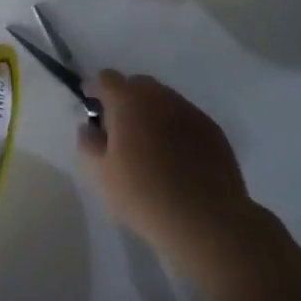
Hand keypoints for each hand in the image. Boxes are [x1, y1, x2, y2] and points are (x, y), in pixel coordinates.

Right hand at [78, 71, 258, 282]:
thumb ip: (87, 144)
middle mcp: (160, 96)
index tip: (94, 115)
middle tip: (121, 134)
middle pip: (137, 85)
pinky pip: (185, 119)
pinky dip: (176, 129)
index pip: (106, 79)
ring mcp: (190, 110)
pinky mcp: (212, 129)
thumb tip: (89, 128)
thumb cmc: (145, 196)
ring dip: (152, 114)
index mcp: (129, 101)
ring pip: (163, 100)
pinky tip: (178, 160)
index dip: (96, 92)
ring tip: (151, 149)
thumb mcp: (101, 175)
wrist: (207, 221)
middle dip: (125, 101)